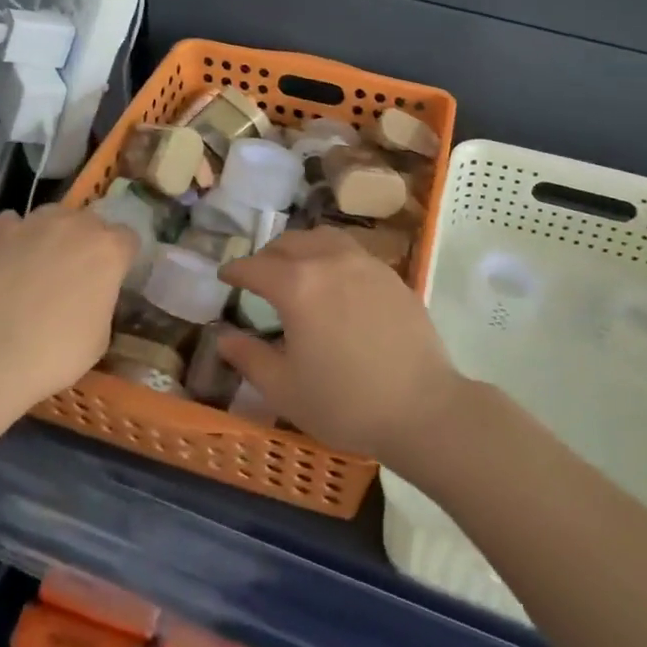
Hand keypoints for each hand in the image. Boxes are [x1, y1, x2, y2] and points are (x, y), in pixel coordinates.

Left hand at [0, 205, 138, 410]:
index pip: (128, 239)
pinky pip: (12, 224)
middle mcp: (75, 225)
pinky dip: (14, 238)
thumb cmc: (54, 353)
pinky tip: (6, 262)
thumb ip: (101, 301)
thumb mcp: (100, 337)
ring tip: (37, 267)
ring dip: (52, 235)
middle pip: (90, 223)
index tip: (110, 281)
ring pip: (52, 217)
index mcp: (109, 249)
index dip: (120, 260)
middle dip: (86, 244)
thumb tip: (90, 296)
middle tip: (73, 277)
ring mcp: (33, 223)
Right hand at [217, 227, 466, 464]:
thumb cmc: (345, 403)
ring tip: (298, 268)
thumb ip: (249, 357)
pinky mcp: (392, 275)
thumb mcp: (284, 389)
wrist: (422, 408)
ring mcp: (365, 264)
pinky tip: (337, 282)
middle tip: (260, 275)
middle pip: (290, 242)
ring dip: (303, 247)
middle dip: (268, 255)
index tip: (225, 276)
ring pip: (324, 238)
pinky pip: (353, 252)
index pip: (255, 266)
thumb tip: (224, 337)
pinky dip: (333, 257)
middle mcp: (329, 261)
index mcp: (297, 285)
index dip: (235, 270)